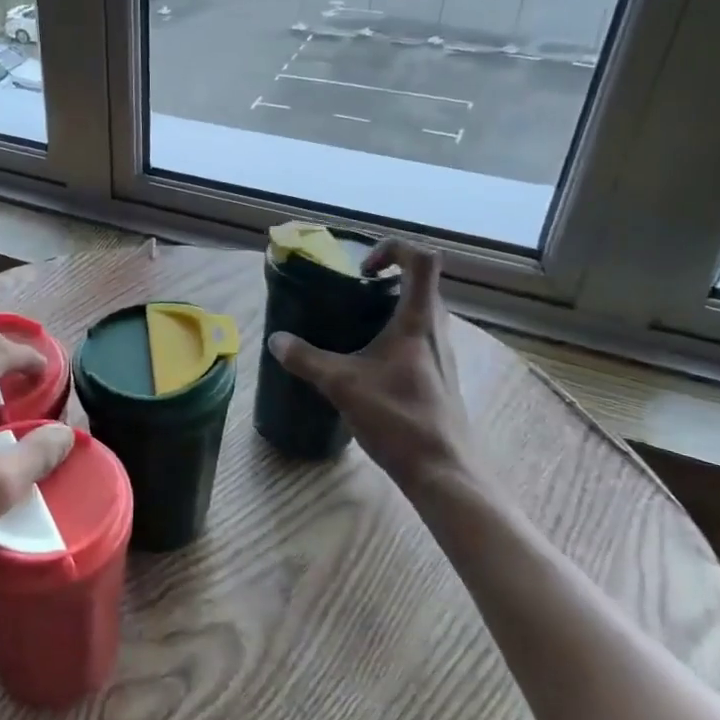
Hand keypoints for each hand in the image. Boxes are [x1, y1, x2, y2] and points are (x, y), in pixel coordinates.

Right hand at [267, 239, 478, 498]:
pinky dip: (393, 335)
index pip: (421, 260)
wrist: (443, 470)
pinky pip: (418, 338)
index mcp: (419, 319)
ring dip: (389, 308)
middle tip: (349, 294)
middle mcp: (436, 329)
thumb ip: (305, 359)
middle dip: (385, 280)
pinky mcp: (439, 376)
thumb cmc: (398, 418)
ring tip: (352, 326)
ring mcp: (442, 354)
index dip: (392, 249)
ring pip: (419, 312)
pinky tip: (366, 362)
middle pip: (420, 283)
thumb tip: (276, 340)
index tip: (361, 269)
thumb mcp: (342, 385)